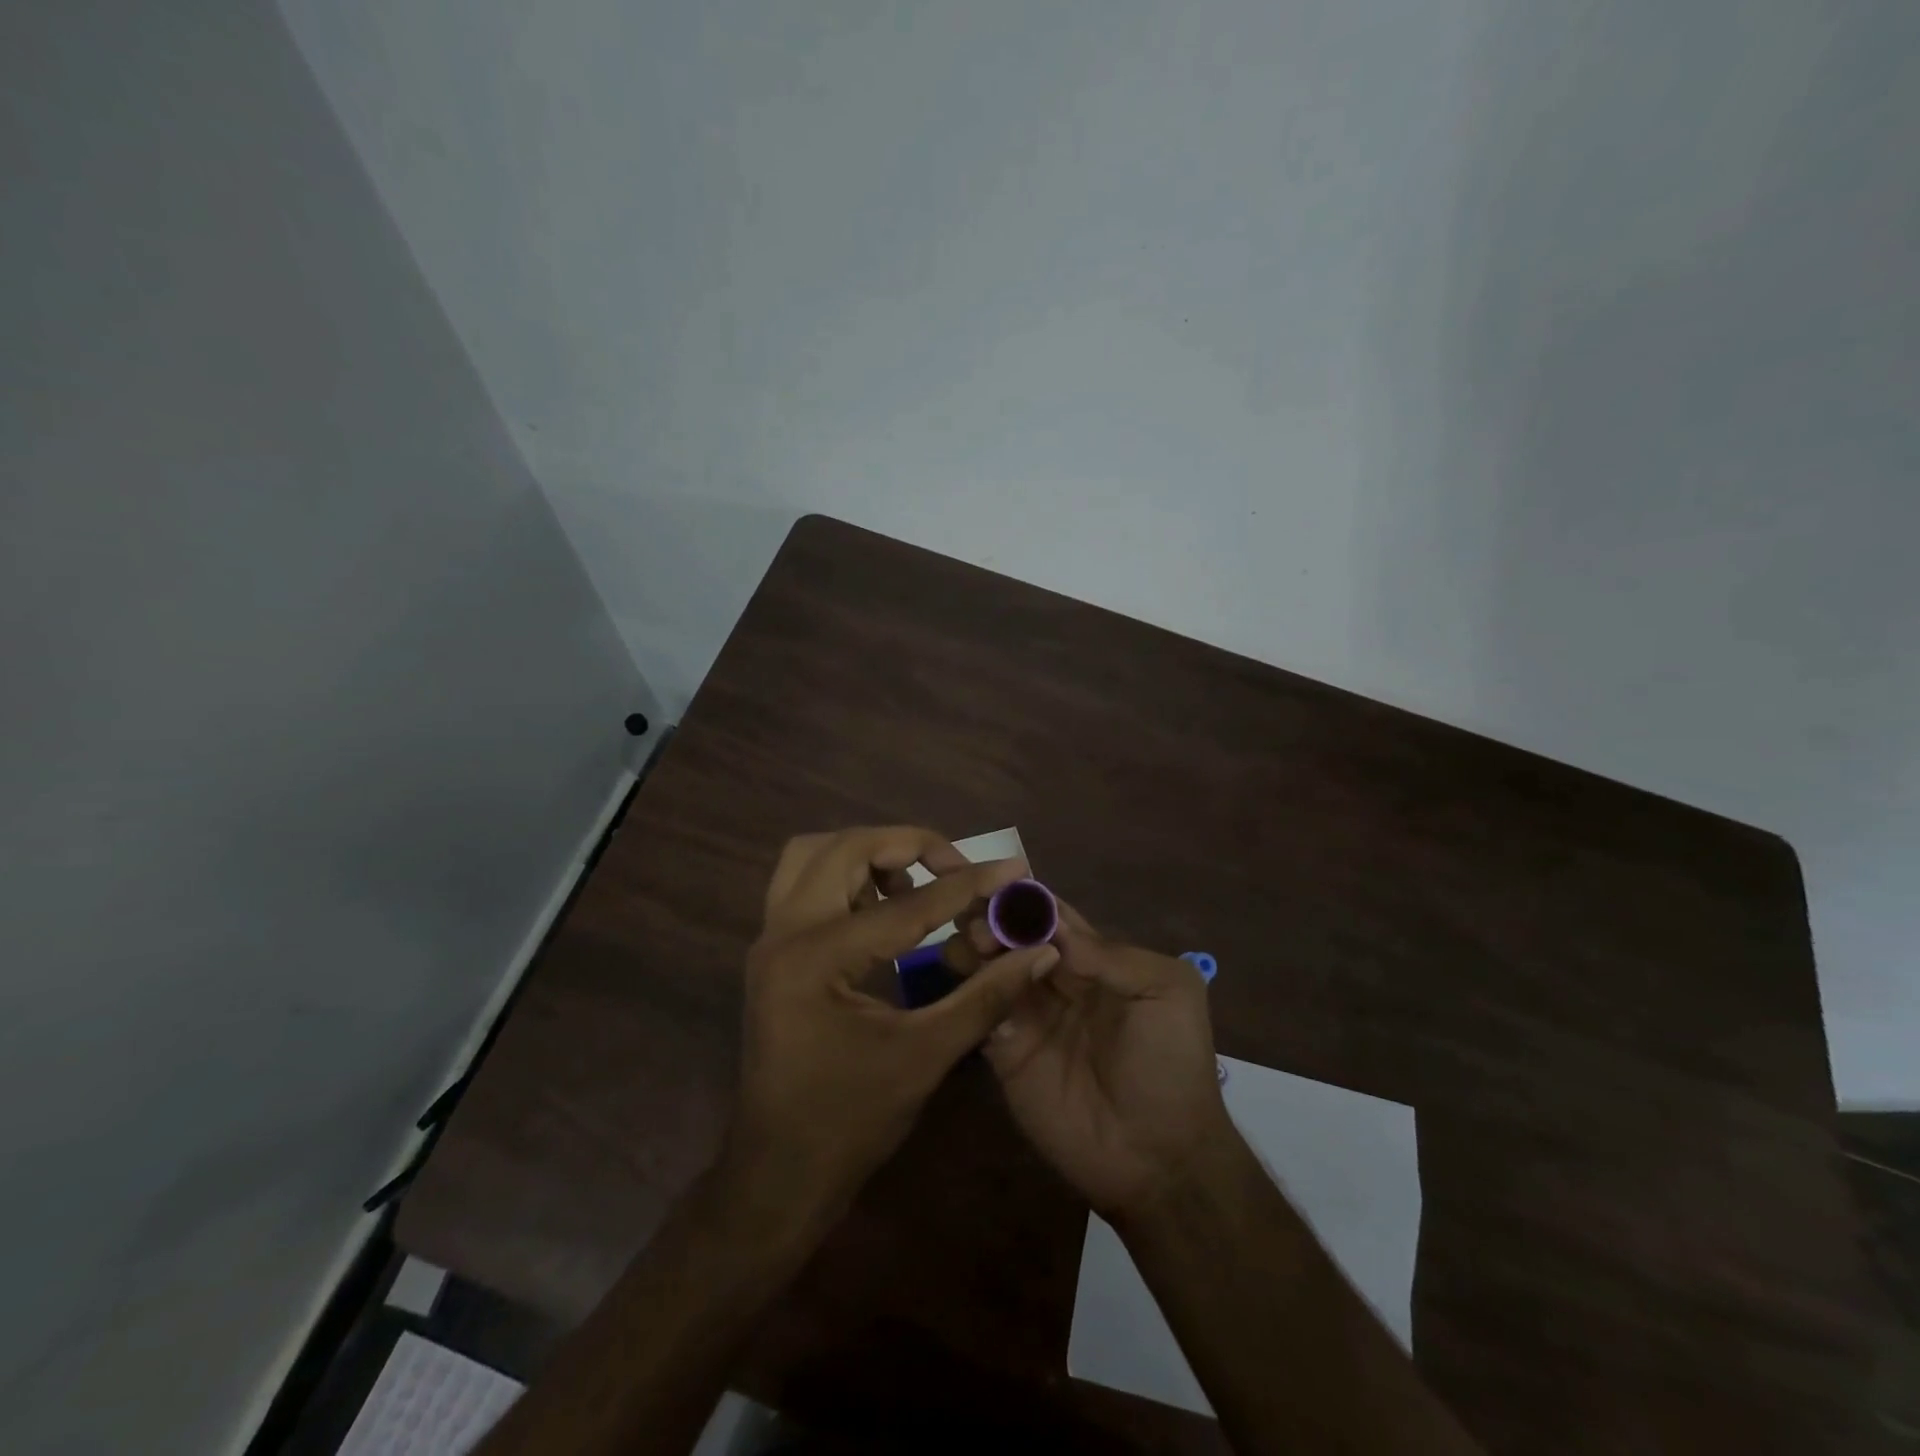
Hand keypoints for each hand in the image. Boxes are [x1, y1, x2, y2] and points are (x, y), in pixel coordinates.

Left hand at [725, 827, 1061, 1231]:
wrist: (778, 1174)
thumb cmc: (849, 1121)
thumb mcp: (924, 1056)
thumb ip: (983, 996)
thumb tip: (1036, 951)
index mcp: (817, 958)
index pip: (907, 905)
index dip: (967, 886)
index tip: (1011, 867)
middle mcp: (783, 932)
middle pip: (844, 847)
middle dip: (905, 845)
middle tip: (953, 865)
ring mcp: (770, 939)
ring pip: (813, 856)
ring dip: (867, 855)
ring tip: (914, 884)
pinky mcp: (772, 951)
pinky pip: (805, 884)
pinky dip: (845, 877)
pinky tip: (882, 910)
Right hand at [946, 901, 1232, 1218]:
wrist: (1159, 1157)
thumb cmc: (1171, 1064)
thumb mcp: (1167, 992)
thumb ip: (1112, 956)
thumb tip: (1053, 931)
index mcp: (1096, 961)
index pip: (1054, 918)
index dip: (1027, 899)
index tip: (996, 882)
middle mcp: (1057, 981)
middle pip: (1016, 937)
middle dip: (993, 919)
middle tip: (974, 916)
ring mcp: (1030, 1017)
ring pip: (993, 969)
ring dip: (977, 949)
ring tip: (969, 944)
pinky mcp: (1006, 1053)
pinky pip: (982, 1013)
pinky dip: (970, 991)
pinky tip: (963, 977)